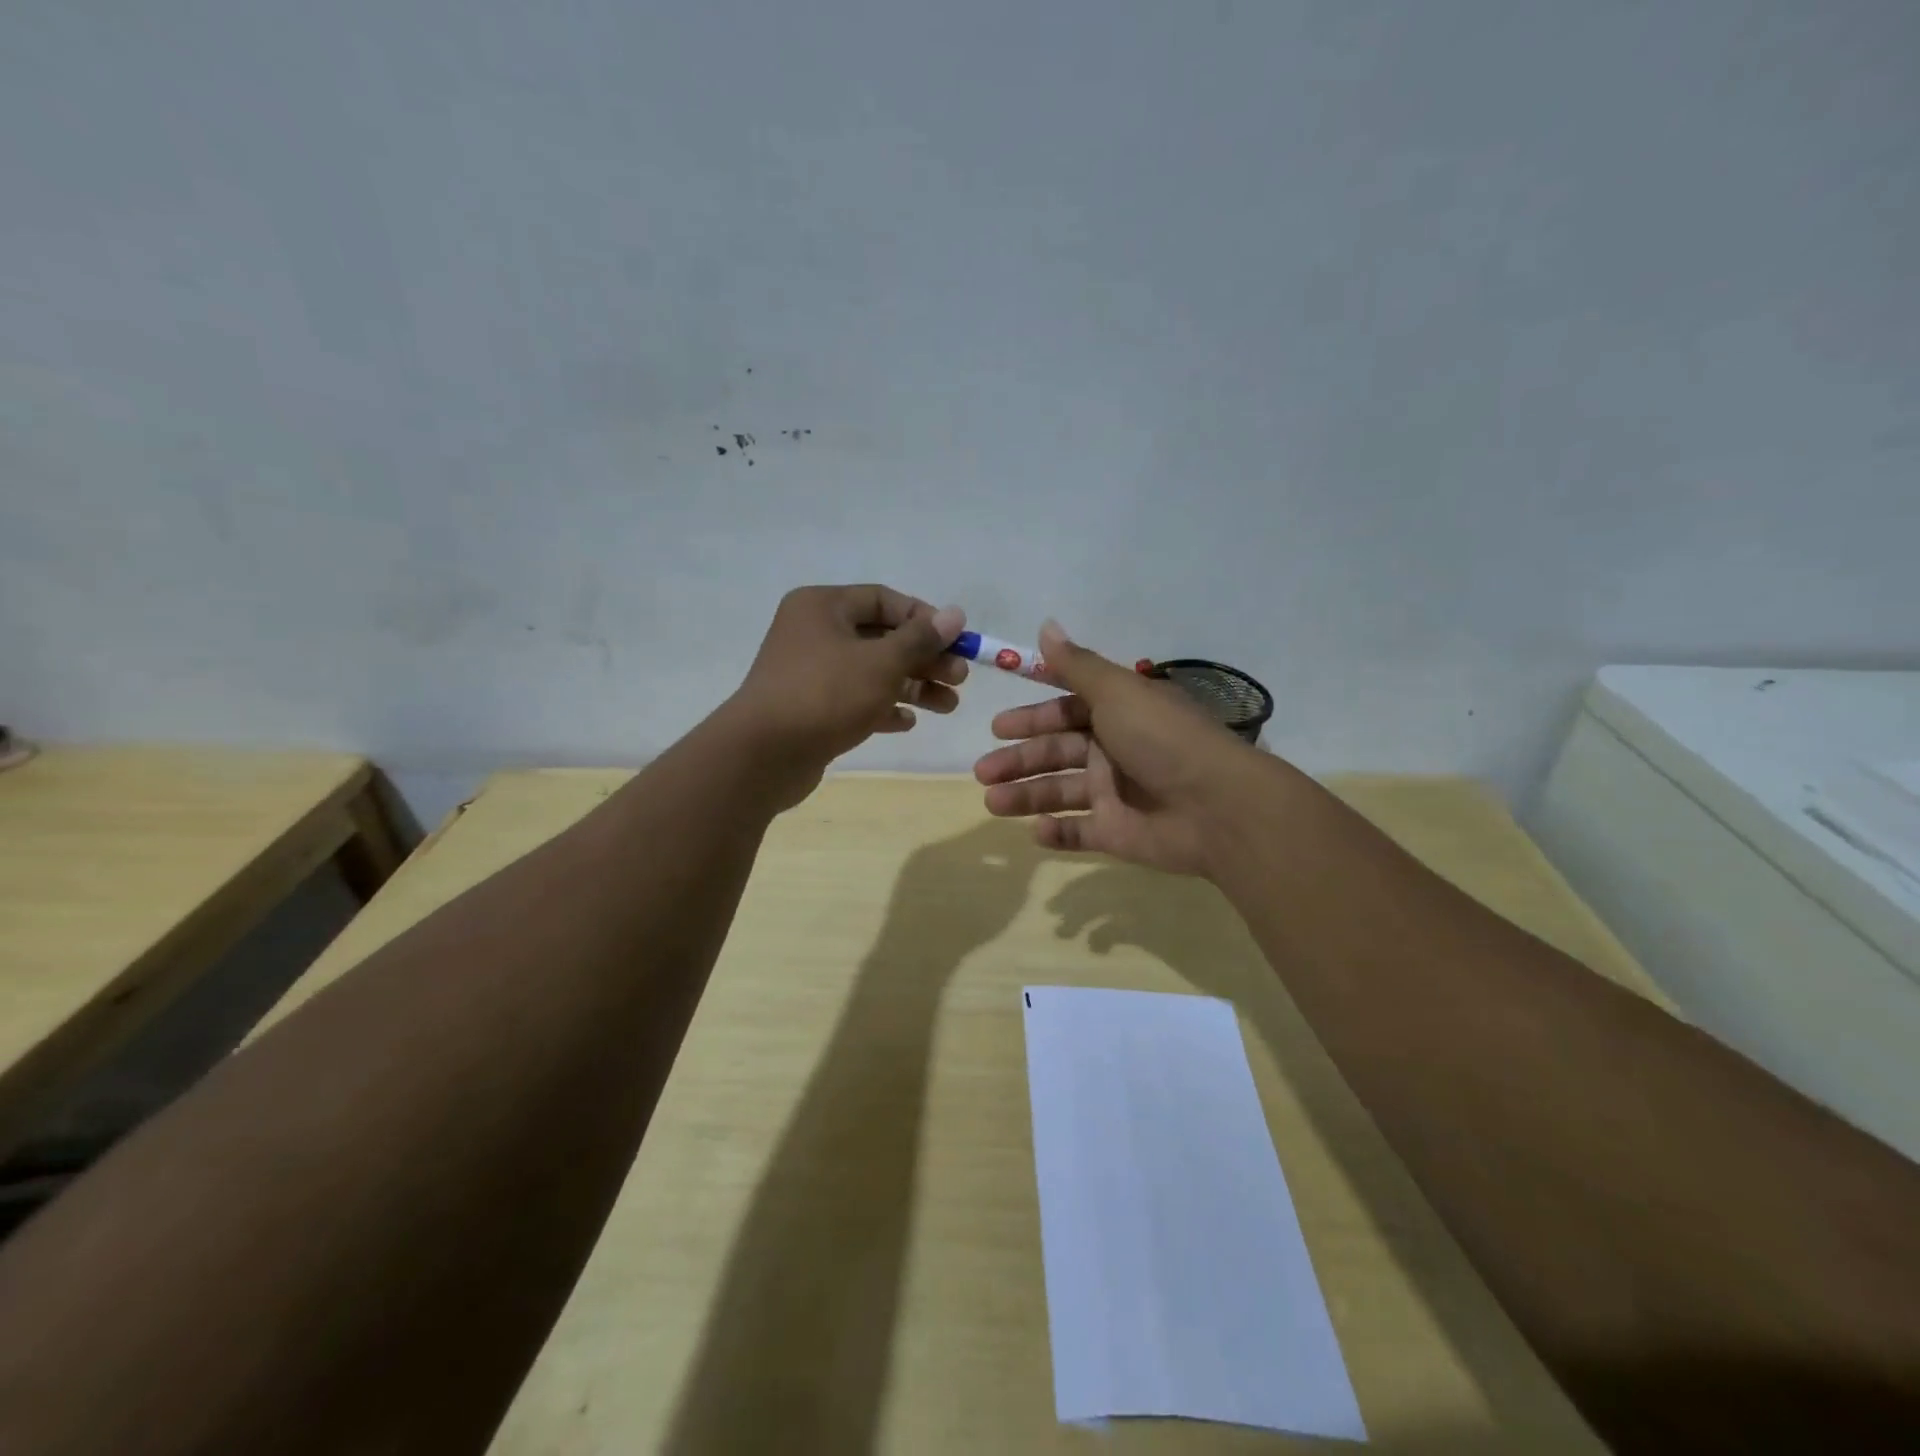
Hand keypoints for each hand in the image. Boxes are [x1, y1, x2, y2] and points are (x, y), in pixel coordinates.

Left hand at [724, 585, 966, 808]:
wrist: (763, 755)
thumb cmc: (826, 695)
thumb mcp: (882, 663)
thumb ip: (920, 639)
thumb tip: (955, 614)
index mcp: (823, 607)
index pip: (884, 600)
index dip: (924, 618)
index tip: (956, 641)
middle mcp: (814, 633)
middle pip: (881, 638)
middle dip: (924, 658)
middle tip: (959, 679)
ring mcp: (810, 672)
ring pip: (872, 671)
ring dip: (912, 686)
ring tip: (949, 706)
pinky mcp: (810, 708)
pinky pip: (855, 699)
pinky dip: (883, 707)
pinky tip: (908, 722)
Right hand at [972, 621, 1261, 875]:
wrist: (1217, 807)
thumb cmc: (1162, 740)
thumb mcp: (1117, 692)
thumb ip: (1077, 665)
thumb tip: (1046, 625)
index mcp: (1118, 714)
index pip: (1066, 712)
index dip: (1032, 718)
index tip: (997, 727)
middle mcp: (1115, 751)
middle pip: (1056, 753)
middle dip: (1018, 760)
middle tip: (982, 770)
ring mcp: (1116, 794)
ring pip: (1060, 792)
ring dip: (1025, 795)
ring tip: (992, 802)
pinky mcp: (1118, 834)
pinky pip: (1080, 832)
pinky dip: (1057, 832)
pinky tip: (1035, 830)